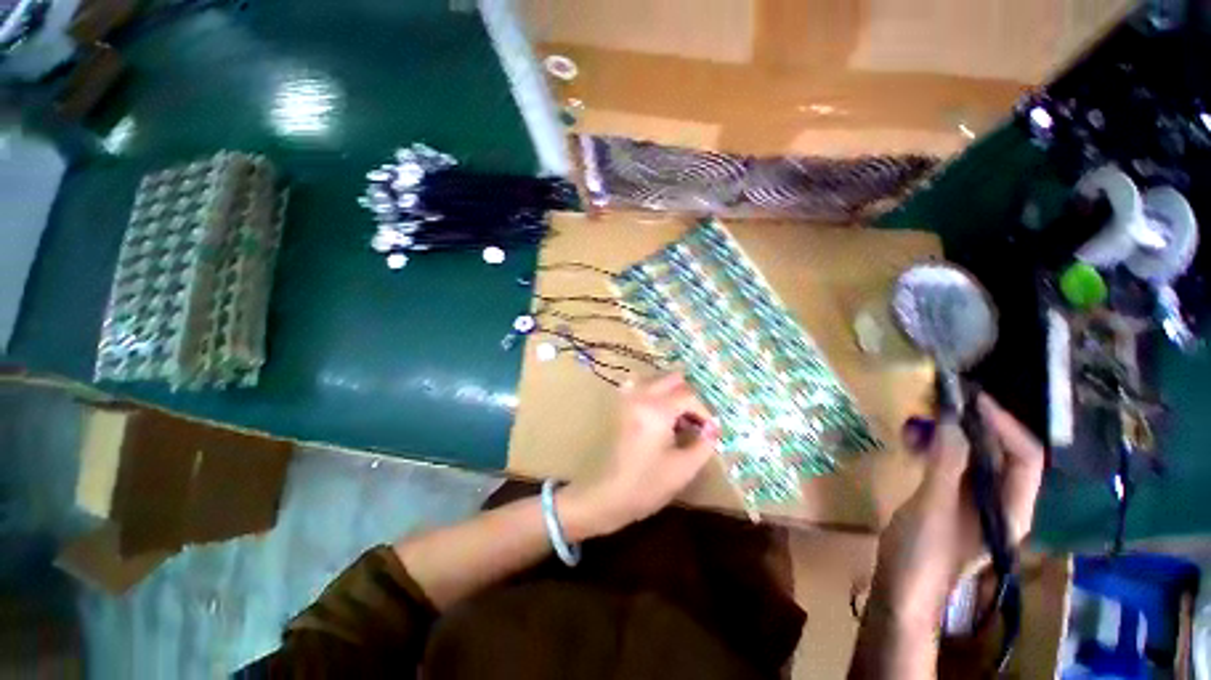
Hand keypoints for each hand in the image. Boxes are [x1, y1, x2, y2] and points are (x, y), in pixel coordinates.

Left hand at [565, 373, 719, 535]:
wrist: (610, 494)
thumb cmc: (648, 484)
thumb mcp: (685, 467)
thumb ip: (704, 443)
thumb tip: (713, 427)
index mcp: (657, 409)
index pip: (688, 395)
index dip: (704, 411)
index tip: (710, 430)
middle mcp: (641, 396)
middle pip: (672, 379)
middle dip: (688, 397)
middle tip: (696, 420)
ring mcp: (628, 399)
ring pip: (656, 380)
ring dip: (672, 393)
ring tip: (680, 418)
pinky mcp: (621, 406)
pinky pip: (641, 386)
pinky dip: (655, 393)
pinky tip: (660, 413)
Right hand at [870, 395, 1044, 628]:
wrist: (900, 587)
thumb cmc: (922, 553)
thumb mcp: (934, 507)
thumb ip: (946, 463)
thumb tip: (952, 419)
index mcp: (1011, 508)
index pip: (1024, 457)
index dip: (1003, 425)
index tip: (972, 400)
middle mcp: (1000, 502)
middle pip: (1000, 453)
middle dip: (974, 425)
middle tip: (943, 403)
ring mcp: (974, 501)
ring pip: (972, 456)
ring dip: (950, 434)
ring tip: (921, 418)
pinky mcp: (949, 500)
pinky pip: (949, 464)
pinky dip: (934, 447)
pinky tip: (912, 439)